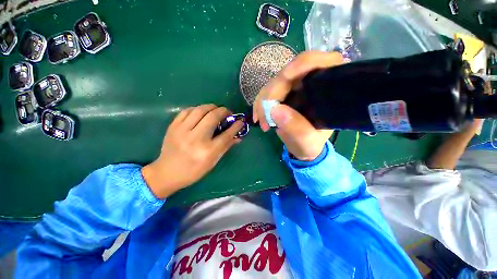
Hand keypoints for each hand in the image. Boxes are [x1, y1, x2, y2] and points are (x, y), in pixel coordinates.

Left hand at [142, 104, 243, 198]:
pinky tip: (201, 112)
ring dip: (211, 107)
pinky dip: (197, 109)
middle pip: (213, 117)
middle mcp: (195, 138)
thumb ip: (226, 146)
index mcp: (207, 151)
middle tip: (227, 113)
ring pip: (200, 110)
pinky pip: (187, 111)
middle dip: (224, 111)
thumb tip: (238, 136)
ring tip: (216, 110)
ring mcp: (182, 131)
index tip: (240, 121)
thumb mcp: (213, 162)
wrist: (167, 173)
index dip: (236, 126)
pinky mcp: (173, 126)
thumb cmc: (193, 171)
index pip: (226, 134)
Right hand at [252, 51, 343, 160]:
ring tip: (261, 121)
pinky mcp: (282, 93)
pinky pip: (266, 93)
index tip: (283, 77)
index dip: (299, 65)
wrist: (302, 146)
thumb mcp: (307, 141)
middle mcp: (309, 82)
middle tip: (263, 117)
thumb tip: (275, 110)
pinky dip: (260, 104)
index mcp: (326, 88)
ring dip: (263, 101)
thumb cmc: (310, 144)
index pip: (315, 63)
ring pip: (273, 84)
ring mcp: (294, 87)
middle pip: (287, 74)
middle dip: (271, 94)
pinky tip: (258, 117)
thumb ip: (296, 129)